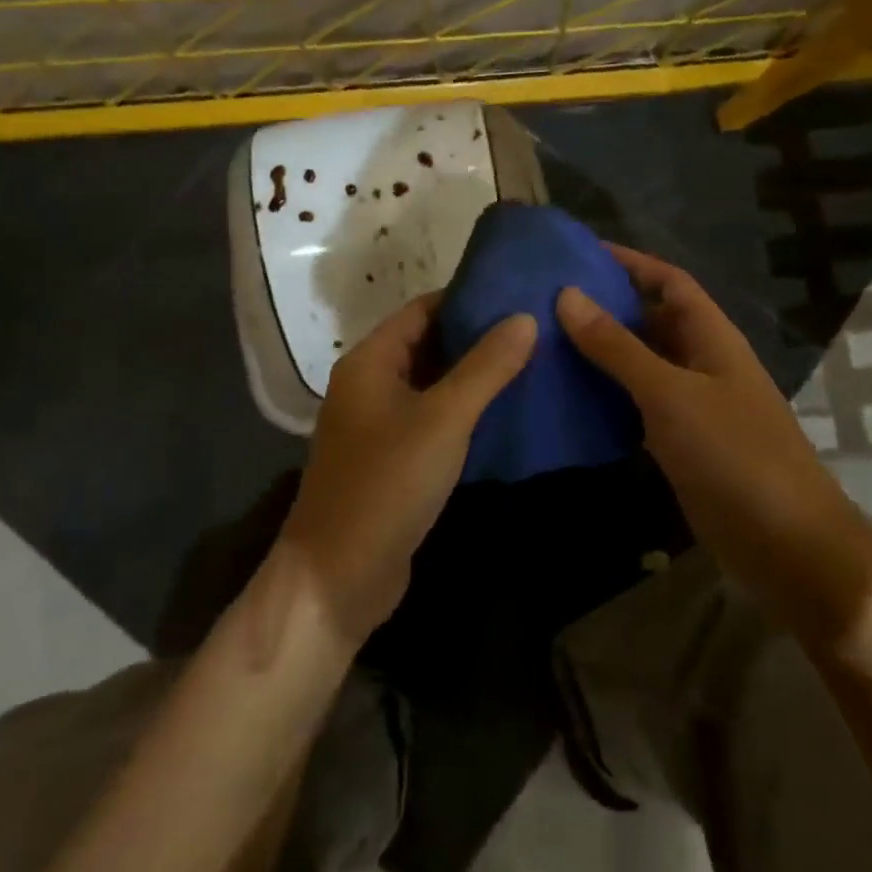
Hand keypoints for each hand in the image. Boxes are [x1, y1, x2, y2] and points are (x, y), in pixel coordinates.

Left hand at [281, 294, 535, 642]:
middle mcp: (368, 385)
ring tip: (530, 361)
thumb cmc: (386, 485)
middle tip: (533, 327)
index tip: (516, 293)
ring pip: (431, 384)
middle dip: (475, 336)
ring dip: (472, 375)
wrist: (337, 579)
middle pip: (426, 344)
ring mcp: (377, 425)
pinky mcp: (390, 460)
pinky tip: (504, 411)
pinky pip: (430, 420)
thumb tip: (525, 317)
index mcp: (369, 361)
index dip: (466, 298)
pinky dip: (462, 411)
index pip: (422, 310)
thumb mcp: (443, 419)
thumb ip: (485, 367)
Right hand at [557, 246, 861, 608]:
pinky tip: (568, 398)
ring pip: (641, 365)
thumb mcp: (670, 394)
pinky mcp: (681, 445)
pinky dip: (607, 397)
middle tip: (547, 301)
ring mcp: (693, 407)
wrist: (787, 548)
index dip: (630, 262)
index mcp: (712, 338)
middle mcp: (702, 364)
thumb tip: (567, 294)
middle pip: (652, 321)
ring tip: (545, 342)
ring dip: (602, 354)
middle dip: (606, 307)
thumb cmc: (734, 456)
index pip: (669, 282)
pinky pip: (638, 407)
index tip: (579, 253)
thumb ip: (618, 347)